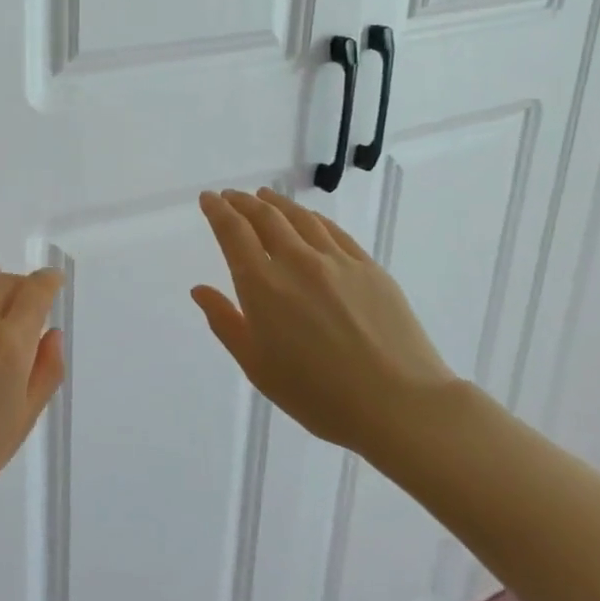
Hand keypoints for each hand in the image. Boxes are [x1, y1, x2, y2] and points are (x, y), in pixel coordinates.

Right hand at [193, 188, 454, 456]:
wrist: (399, 405)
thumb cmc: (317, 394)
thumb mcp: (257, 366)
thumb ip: (225, 322)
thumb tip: (200, 290)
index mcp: (262, 284)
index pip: (233, 232)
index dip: (217, 210)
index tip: (208, 198)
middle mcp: (296, 261)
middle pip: (265, 217)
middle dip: (243, 202)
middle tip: (231, 196)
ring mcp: (336, 261)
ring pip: (299, 218)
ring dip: (276, 203)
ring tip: (264, 197)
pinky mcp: (368, 268)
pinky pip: (332, 231)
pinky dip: (312, 218)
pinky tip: (308, 219)